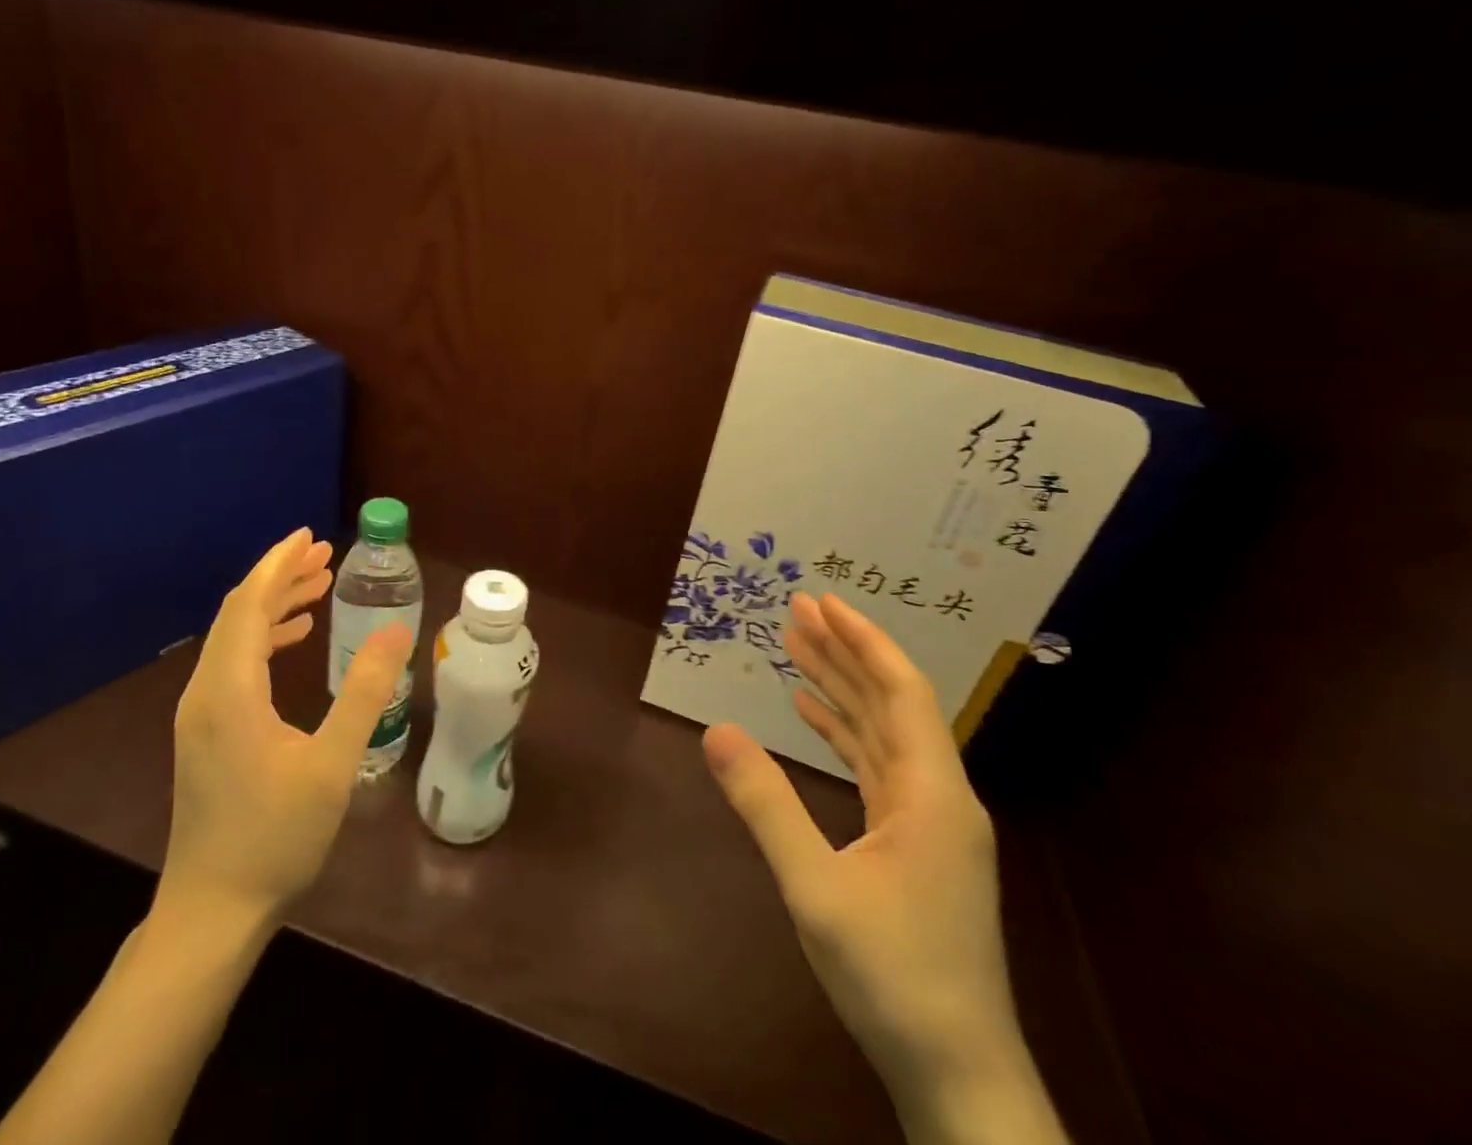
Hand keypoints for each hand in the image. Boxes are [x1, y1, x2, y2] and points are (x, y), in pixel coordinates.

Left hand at [153, 529, 412, 931]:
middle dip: (280, 577)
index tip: (311, 536)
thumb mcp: (332, 765)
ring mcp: (201, 713)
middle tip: (324, 555)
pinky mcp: (205, 732)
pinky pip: (233, 662)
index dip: (279, 565)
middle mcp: (206, 691)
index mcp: (231, 690)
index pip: (250, 605)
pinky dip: (263, 637)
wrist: (213, 910)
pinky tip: (293, 640)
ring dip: (273, 605)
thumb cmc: (275, 837)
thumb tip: (395, 632)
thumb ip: (364, 693)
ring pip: (234, 637)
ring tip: (317, 587)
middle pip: (239, 613)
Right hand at [703, 591, 1023, 1108]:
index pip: (901, 691)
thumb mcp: (815, 886)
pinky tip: (810, 714)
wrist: (958, 1074)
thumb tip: (717, 729)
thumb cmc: (893, 976)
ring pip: (882, 731)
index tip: (823, 602)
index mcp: (932, 793)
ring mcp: (930, 820)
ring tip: (797, 646)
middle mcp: (938, 794)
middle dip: (844, 651)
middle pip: (890, 701)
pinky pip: (876, 766)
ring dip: (842, 687)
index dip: (863, 640)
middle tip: (798, 608)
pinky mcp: (915, 843)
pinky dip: (843, 732)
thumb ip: (766, 803)